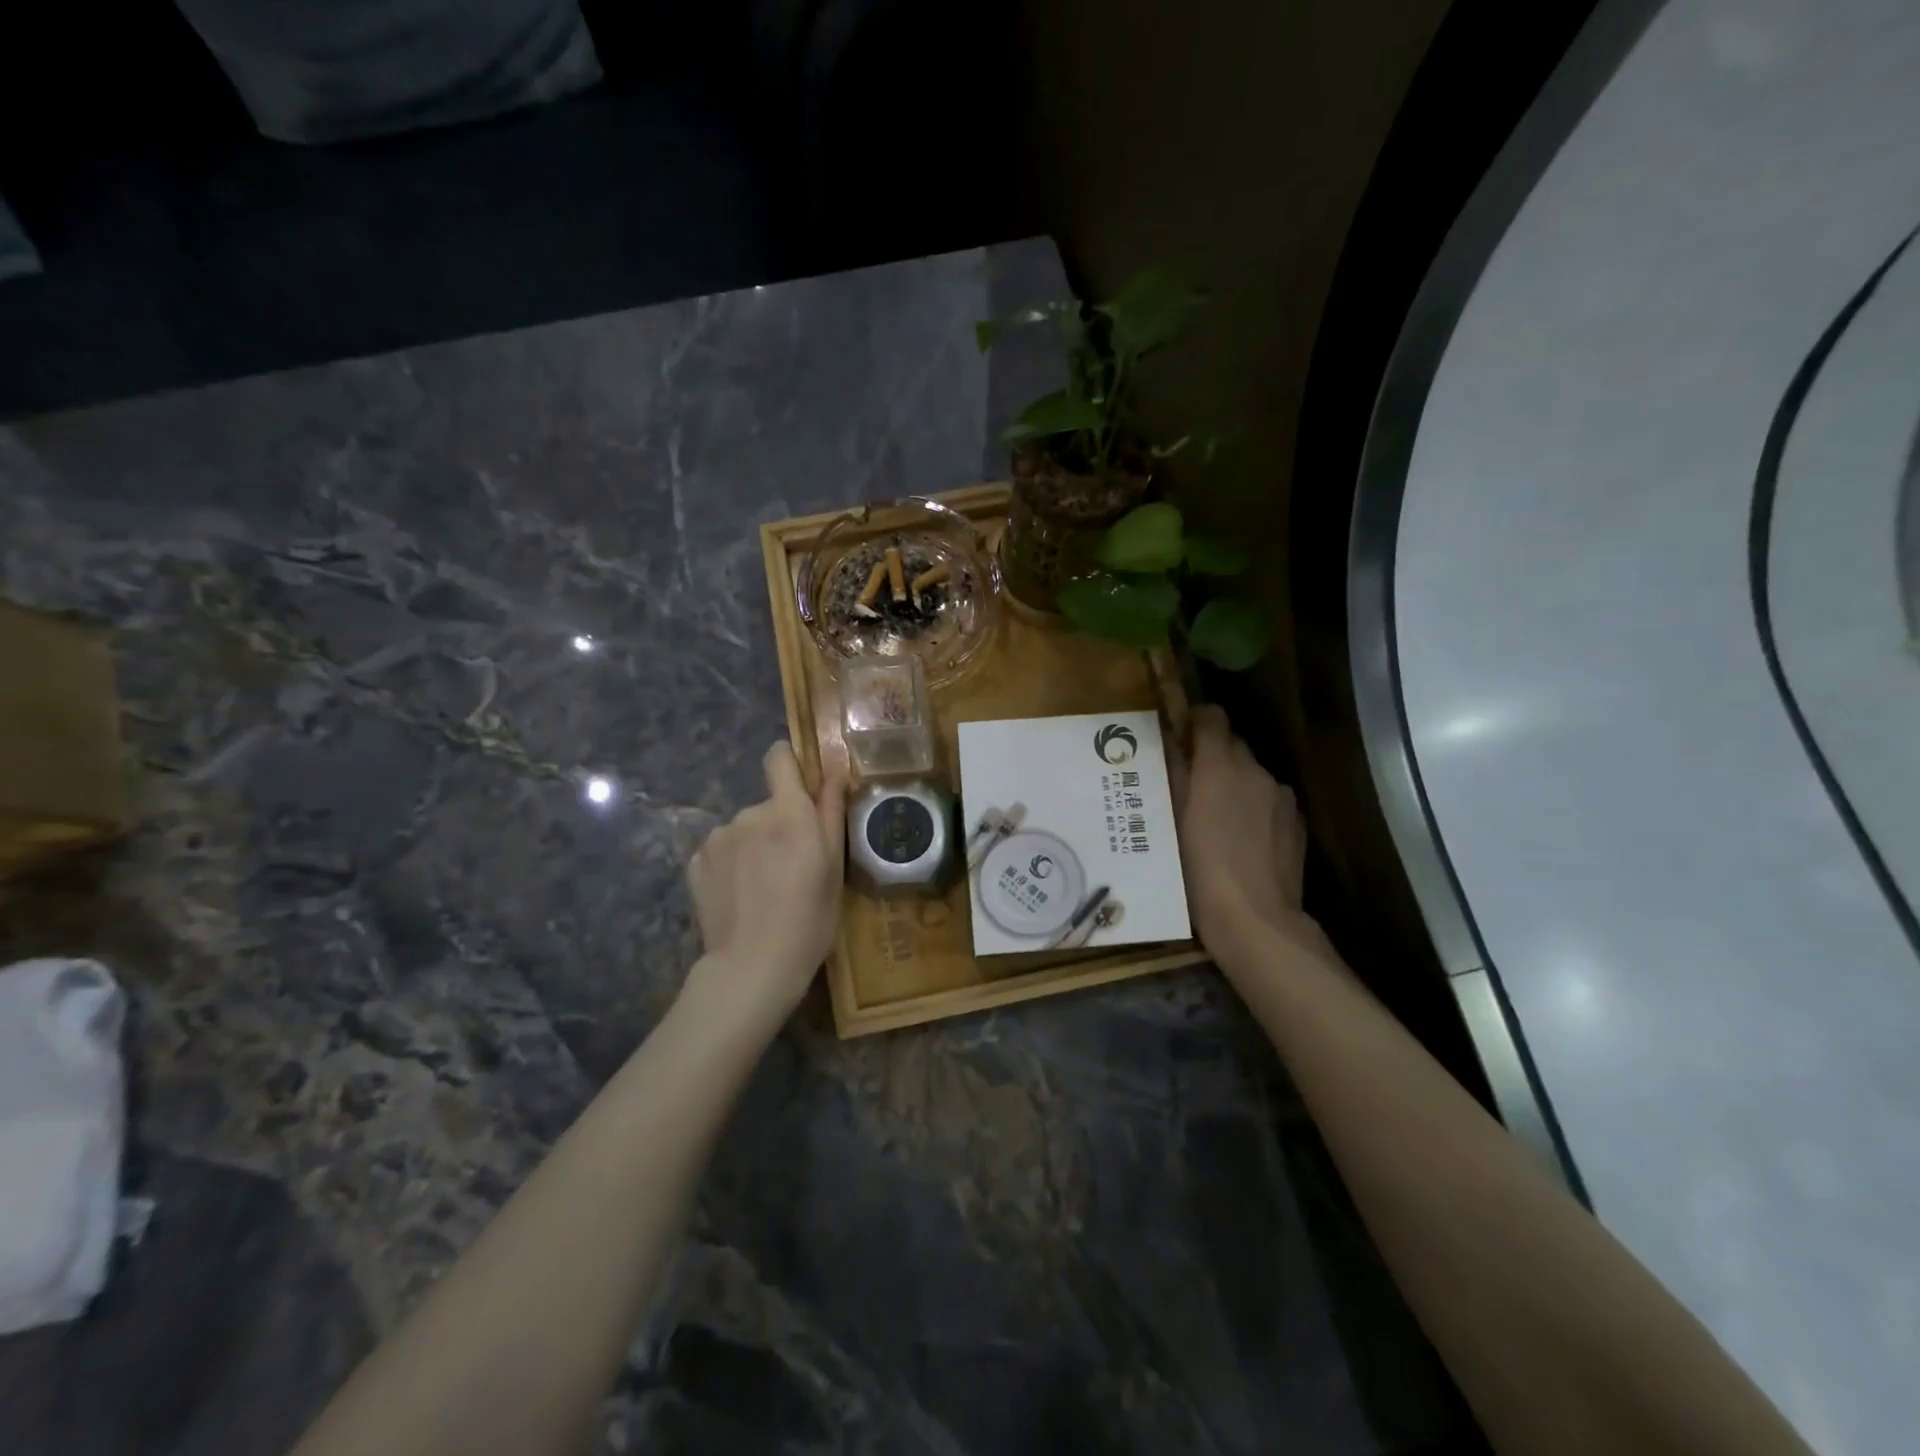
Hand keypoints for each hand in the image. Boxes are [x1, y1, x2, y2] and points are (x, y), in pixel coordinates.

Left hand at [685, 742, 846, 1031]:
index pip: (779, 758)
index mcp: (788, 812)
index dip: (789, 764)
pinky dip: (731, 865)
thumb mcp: (834, 868)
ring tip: (764, 888)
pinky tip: (740, 897)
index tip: (800, 787)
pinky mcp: (696, 862)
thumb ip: (831, 813)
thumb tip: (834, 772)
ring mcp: (718, 838)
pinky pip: (721, 851)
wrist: (753, 967)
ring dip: (754, 847)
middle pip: (767, 804)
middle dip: (780, 825)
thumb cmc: (809, 919)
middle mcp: (749, 814)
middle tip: (793, 867)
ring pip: (743, 830)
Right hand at [1173, 705, 1323, 968]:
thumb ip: (1172, 772)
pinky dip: (1254, 808)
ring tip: (1216, 820)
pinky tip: (1242, 840)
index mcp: (1220, 764)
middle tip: (1190, 787)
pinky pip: (1269, 801)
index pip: (1212, 716)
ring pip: (1252, 775)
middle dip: (1212, 758)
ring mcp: (1281, 796)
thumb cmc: (1198, 868)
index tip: (1180, 738)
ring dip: (1234, 784)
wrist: (1254, 918)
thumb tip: (1169, 740)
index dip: (1195, 721)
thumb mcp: (1171, 819)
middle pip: (1232, 745)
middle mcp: (1255, 770)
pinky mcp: (1297, 822)